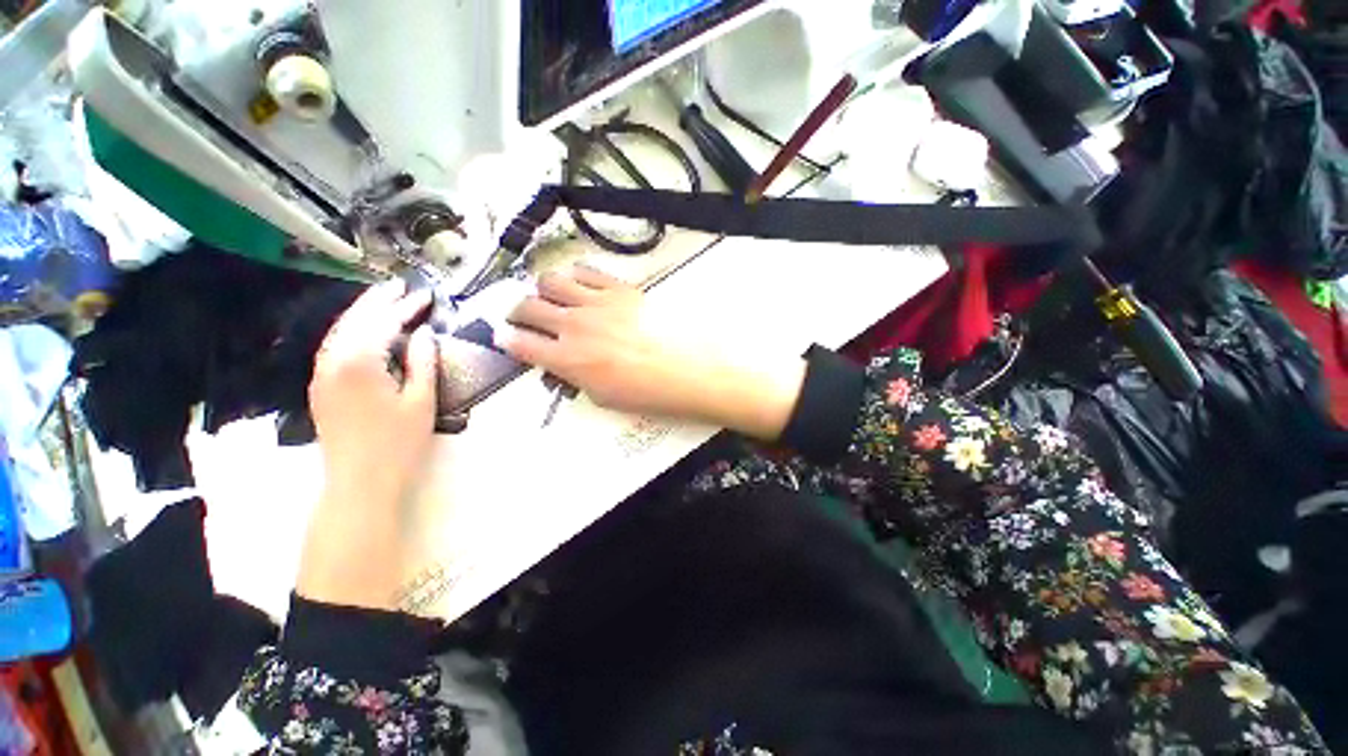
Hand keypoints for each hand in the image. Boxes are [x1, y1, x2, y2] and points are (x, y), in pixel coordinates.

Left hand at [309, 280, 436, 503]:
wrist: (360, 483)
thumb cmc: (399, 443)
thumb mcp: (421, 400)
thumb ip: (422, 361)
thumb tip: (423, 333)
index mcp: (359, 362)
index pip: (383, 322)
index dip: (405, 306)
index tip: (425, 295)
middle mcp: (332, 361)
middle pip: (354, 320)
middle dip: (377, 301)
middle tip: (398, 286)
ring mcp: (321, 375)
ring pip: (339, 332)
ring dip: (361, 314)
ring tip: (383, 301)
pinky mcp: (320, 388)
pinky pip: (334, 348)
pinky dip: (351, 333)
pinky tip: (365, 333)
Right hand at [501, 265, 806, 439]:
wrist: (688, 371)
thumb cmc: (647, 393)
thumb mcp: (603, 396)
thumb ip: (575, 376)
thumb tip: (562, 362)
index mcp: (567, 359)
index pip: (519, 343)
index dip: (506, 339)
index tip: (504, 336)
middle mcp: (573, 325)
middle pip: (527, 306)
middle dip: (518, 311)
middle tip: (525, 317)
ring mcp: (596, 302)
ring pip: (550, 280)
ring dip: (545, 290)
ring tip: (554, 298)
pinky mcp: (620, 289)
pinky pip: (587, 271)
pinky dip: (577, 276)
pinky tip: (582, 285)